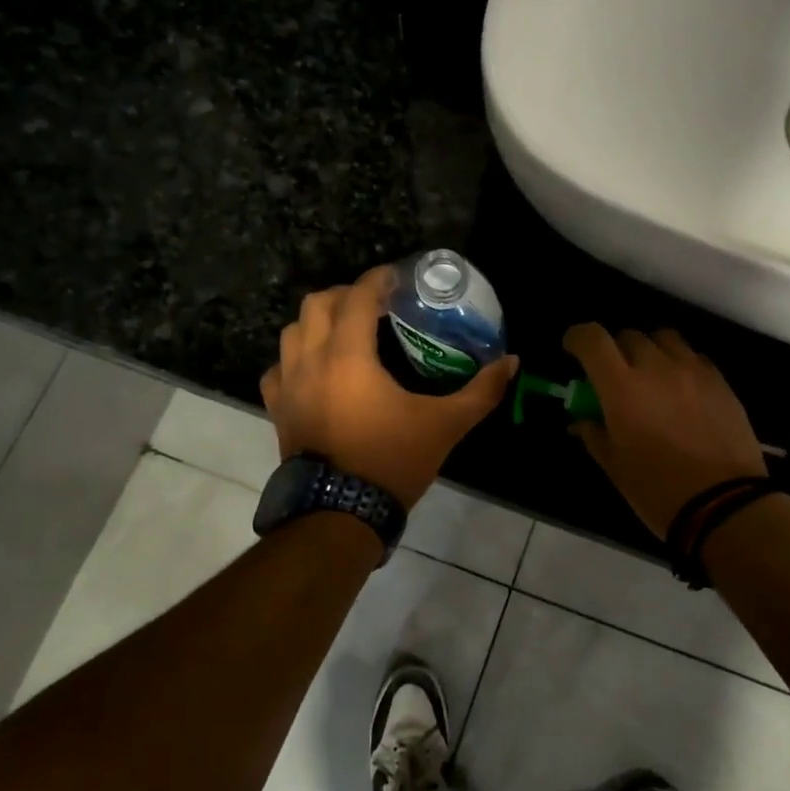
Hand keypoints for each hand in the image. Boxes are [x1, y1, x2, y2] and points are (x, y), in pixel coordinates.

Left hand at [262, 267, 517, 509]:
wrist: (340, 513)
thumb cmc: (392, 461)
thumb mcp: (445, 425)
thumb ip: (481, 391)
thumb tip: (511, 362)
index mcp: (349, 356)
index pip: (358, 297)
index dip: (378, 279)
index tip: (397, 277)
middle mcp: (311, 360)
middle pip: (317, 303)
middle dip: (346, 294)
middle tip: (375, 305)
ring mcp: (288, 385)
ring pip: (292, 331)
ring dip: (318, 321)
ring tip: (346, 332)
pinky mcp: (278, 409)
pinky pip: (278, 369)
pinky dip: (295, 359)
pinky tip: (316, 371)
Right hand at [563, 323, 766, 537]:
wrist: (724, 506)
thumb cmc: (657, 490)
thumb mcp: (615, 467)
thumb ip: (595, 435)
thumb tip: (582, 422)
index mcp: (622, 387)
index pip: (592, 338)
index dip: (578, 338)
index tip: (573, 350)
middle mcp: (656, 367)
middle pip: (629, 335)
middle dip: (615, 350)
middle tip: (614, 376)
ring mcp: (693, 371)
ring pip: (665, 338)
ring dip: (650, 350)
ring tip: (651, 376)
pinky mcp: (721, 382)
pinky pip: (694, 357)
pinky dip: (680, 365)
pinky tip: (681, 391)